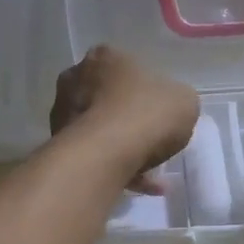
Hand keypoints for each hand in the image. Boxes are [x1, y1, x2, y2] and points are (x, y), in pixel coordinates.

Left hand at [50, 46, 199, 193]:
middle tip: (154, 141)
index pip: (127, 67)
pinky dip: (116, 167)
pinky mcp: (58, 143)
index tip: (161, 112)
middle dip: (131, 119)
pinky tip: (140, 186)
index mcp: (105, 57)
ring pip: (101, 129)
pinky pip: (94, 154)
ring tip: (151, 174)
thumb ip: (177, 100)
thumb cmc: (146, 115)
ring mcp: (62, 111)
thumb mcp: (184, 101)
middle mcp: (76, 78)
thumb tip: (170, 108)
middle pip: (110, 98)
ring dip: (124, 148)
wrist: (104, 154)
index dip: (148, 91)